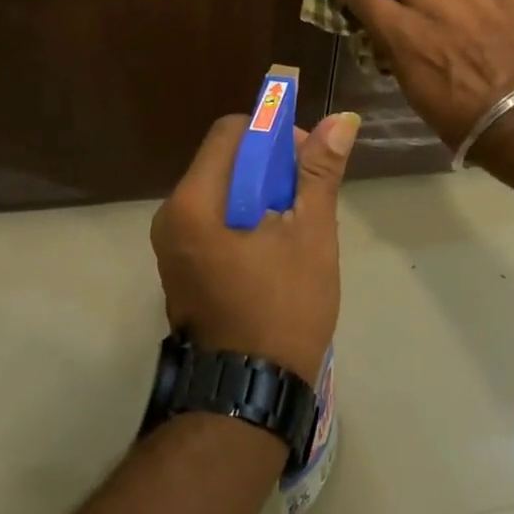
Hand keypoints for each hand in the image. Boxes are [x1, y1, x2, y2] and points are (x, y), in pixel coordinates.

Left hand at [150, 110, 358, 379]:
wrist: (250, 395)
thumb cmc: (283, 309)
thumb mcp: (310, 234)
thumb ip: (319, 172)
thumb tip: (341, 119)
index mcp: (194, 202)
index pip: (231, 132)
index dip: (272, 133)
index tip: (305, 160)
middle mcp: (171, 215)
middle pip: (224, 160)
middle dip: (269, 165)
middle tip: (306, 196)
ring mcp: (171, 244)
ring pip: (221, 189)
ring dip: (260, 191)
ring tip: (295, 223)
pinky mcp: (180, 266)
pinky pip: (213, 218)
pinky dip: (245, 216)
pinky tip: (274, 244)